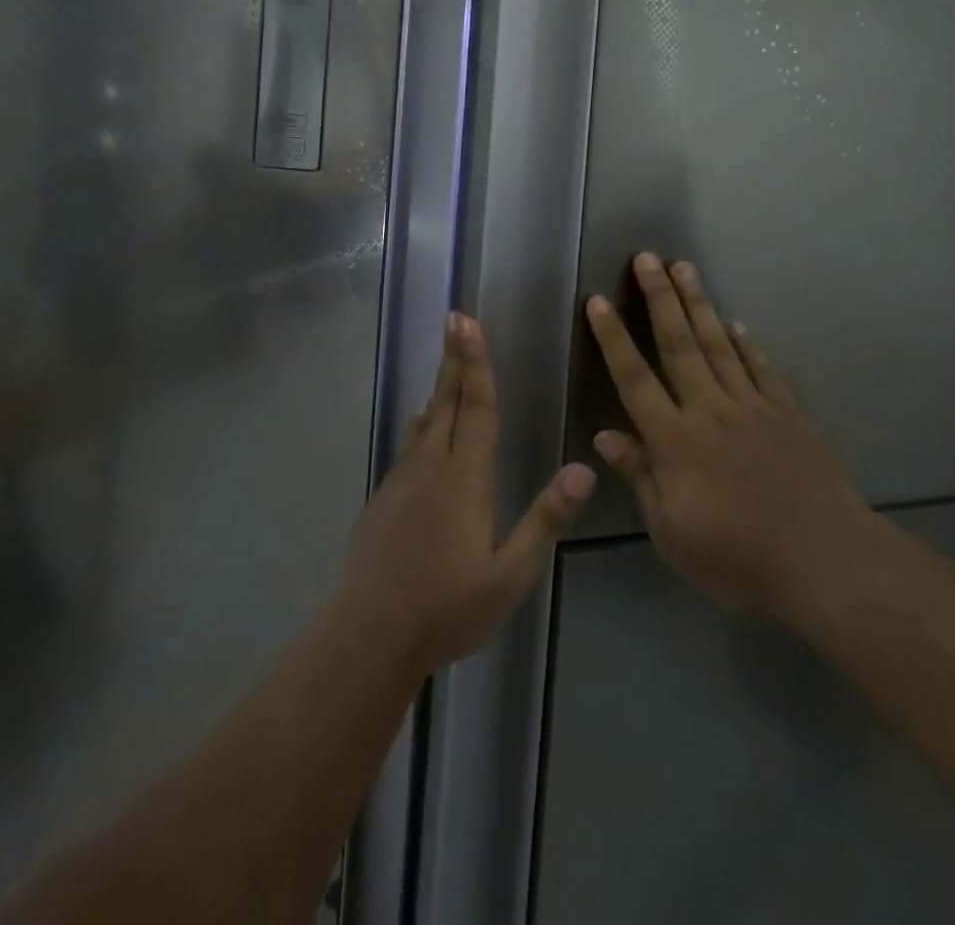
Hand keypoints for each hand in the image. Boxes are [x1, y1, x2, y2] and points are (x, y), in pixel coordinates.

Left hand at [336, 313, 594, 676]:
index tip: (469, 323)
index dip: (477, 364)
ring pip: (425, 421)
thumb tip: (584, 469)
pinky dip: (421, 423)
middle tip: (455, 318)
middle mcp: (432, 466)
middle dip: (456, 359)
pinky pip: (409, 446)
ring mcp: (402, 481)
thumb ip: (546, 519)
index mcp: (466, 478)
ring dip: (439, 386)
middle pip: (448, 401)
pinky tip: (422, 425)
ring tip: (446, 361)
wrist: (369, 635)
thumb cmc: (448, 606)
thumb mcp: (510, 573)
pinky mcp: (383, 499)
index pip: (477, 408)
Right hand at [585, 254, 873, 629]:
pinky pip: (762, 368)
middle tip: (647, 257)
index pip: (634, 379)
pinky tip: (737, 323)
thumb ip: (640, 477)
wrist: (823, 560)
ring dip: (699, 304)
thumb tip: (606, 435)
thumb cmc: (737, 556)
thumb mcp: (672, 532)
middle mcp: (710, 409)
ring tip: (684, 268)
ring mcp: (753, 406)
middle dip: (659, 298)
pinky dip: (747, 344)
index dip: (614, 338)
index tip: (598, 300)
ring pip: (719, 344)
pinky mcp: (788, 413)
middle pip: (678, 344)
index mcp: (674, 440)